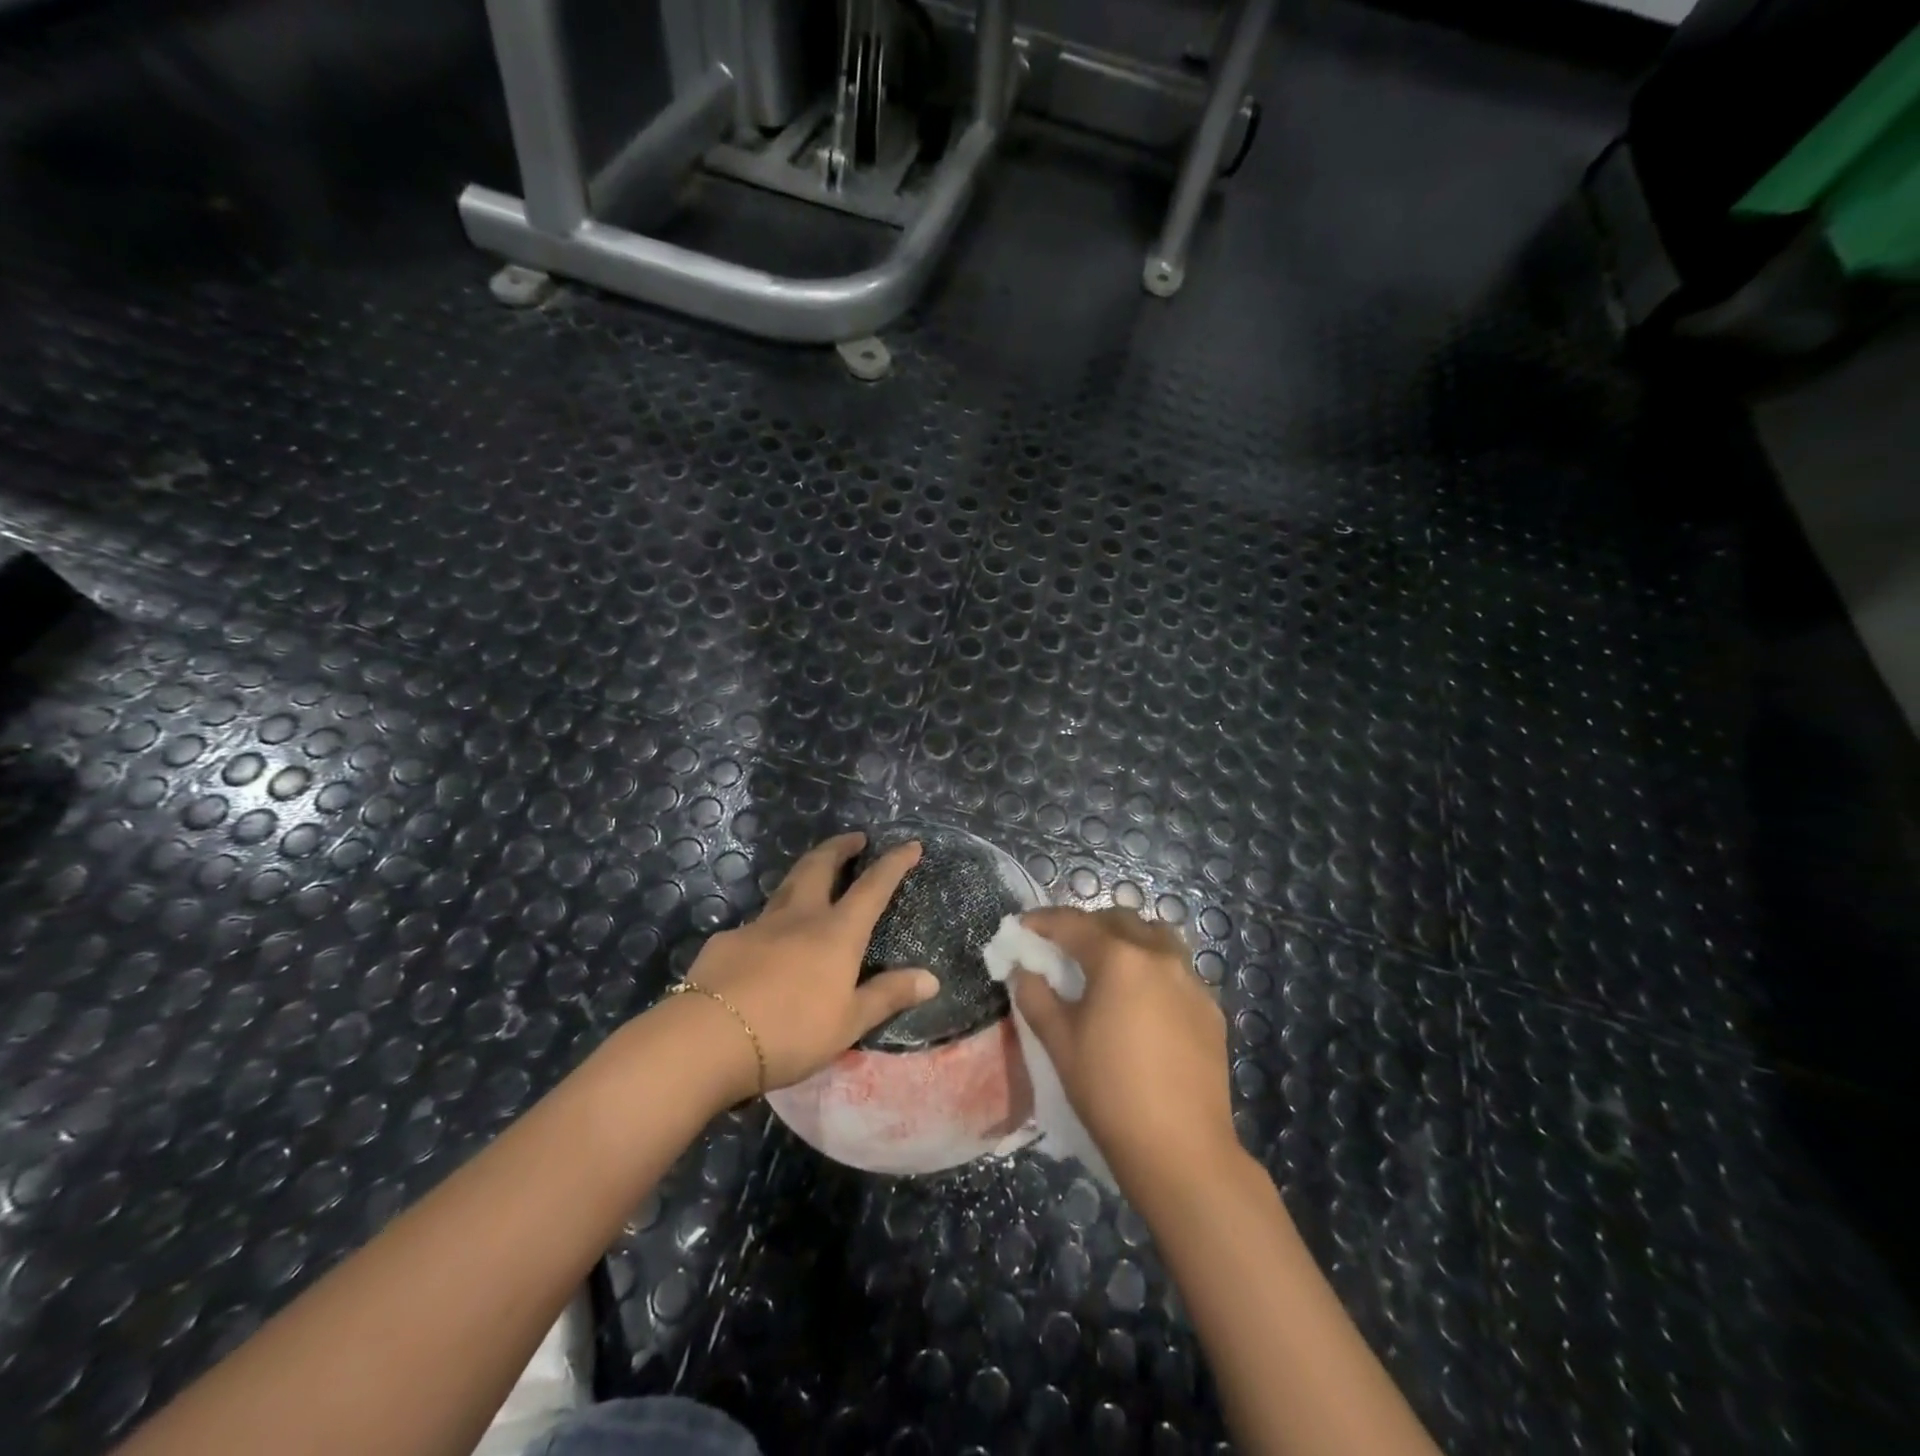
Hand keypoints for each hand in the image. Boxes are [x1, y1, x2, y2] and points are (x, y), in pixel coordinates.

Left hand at [676, 832, 938, 1102]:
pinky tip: (766, 947)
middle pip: (820, 866)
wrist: (710, 1038)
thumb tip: (932, 979)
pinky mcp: (727, 941)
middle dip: (839, 847)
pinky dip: (771, 924)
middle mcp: (799, 917)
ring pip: (785, 886)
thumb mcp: (849, 1022)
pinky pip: (756, 924)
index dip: (894, 863)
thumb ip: (888, 996)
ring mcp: (759, 925)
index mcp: (836, 933)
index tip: (910, 844)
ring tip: (814, 876)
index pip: (873, 887)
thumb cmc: (791, 1032)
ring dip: (805, 873)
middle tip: (854, 838)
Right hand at [1013, 907, 1238, 1190]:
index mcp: (1119, 959)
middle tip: (1063, 946)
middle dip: (1088, 925)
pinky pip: (1178, 969)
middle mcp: (1159, 956)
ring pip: (1156, 937)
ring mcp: (1191, 981)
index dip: (1043, 920)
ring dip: (1128, 939)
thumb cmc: (1110, 1091)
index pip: (1073, 924)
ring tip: (1108, 965)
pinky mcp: (1211, 1008)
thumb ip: (1036, 997)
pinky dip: (1154, 968)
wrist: (1181, 1149)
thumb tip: (1024, 971)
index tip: (1023, 925)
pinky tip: (1143, 1001)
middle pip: (1119, 920)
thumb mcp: (1060, 1043)